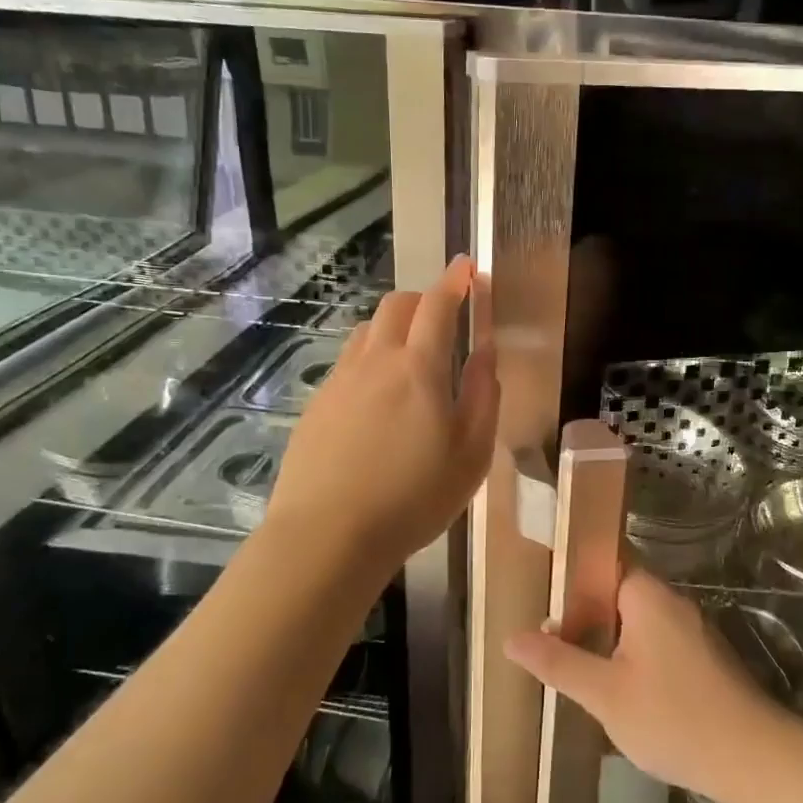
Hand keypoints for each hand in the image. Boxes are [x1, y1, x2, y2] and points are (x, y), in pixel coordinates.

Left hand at [266, 255, 497, 569]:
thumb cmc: (413, 498)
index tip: (467, 267)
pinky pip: (349, 362)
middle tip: (444, 319)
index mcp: (418, 368)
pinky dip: (371, 358)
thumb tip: (485, 354)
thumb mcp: (471, 454)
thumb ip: (482, 396)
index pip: (437, 305)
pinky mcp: (317, 404)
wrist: (328, 536)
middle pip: (396, 305)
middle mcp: (375, 361)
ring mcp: (340, 381)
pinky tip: (378, 398)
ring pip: (368, 330)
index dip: (455, 281)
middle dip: (424, 299)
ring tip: (411, 358)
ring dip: (395, 327)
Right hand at [505, 567, 784, 801]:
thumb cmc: (673, 717)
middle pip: (618, 592)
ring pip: (637, 621)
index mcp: (647, 595)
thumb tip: (510, 638)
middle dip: (584, 612)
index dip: (570, 575)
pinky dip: (633, 654)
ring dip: (608, 638)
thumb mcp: (605, 694)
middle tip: (548, 637)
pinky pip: (657, 641)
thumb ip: (558, 662)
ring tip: (573, 663)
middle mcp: (672, 601)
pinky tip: (617, 687)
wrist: (753, 758)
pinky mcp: (703, 657)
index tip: (541, 593)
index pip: (603, 562)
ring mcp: (692, 629)